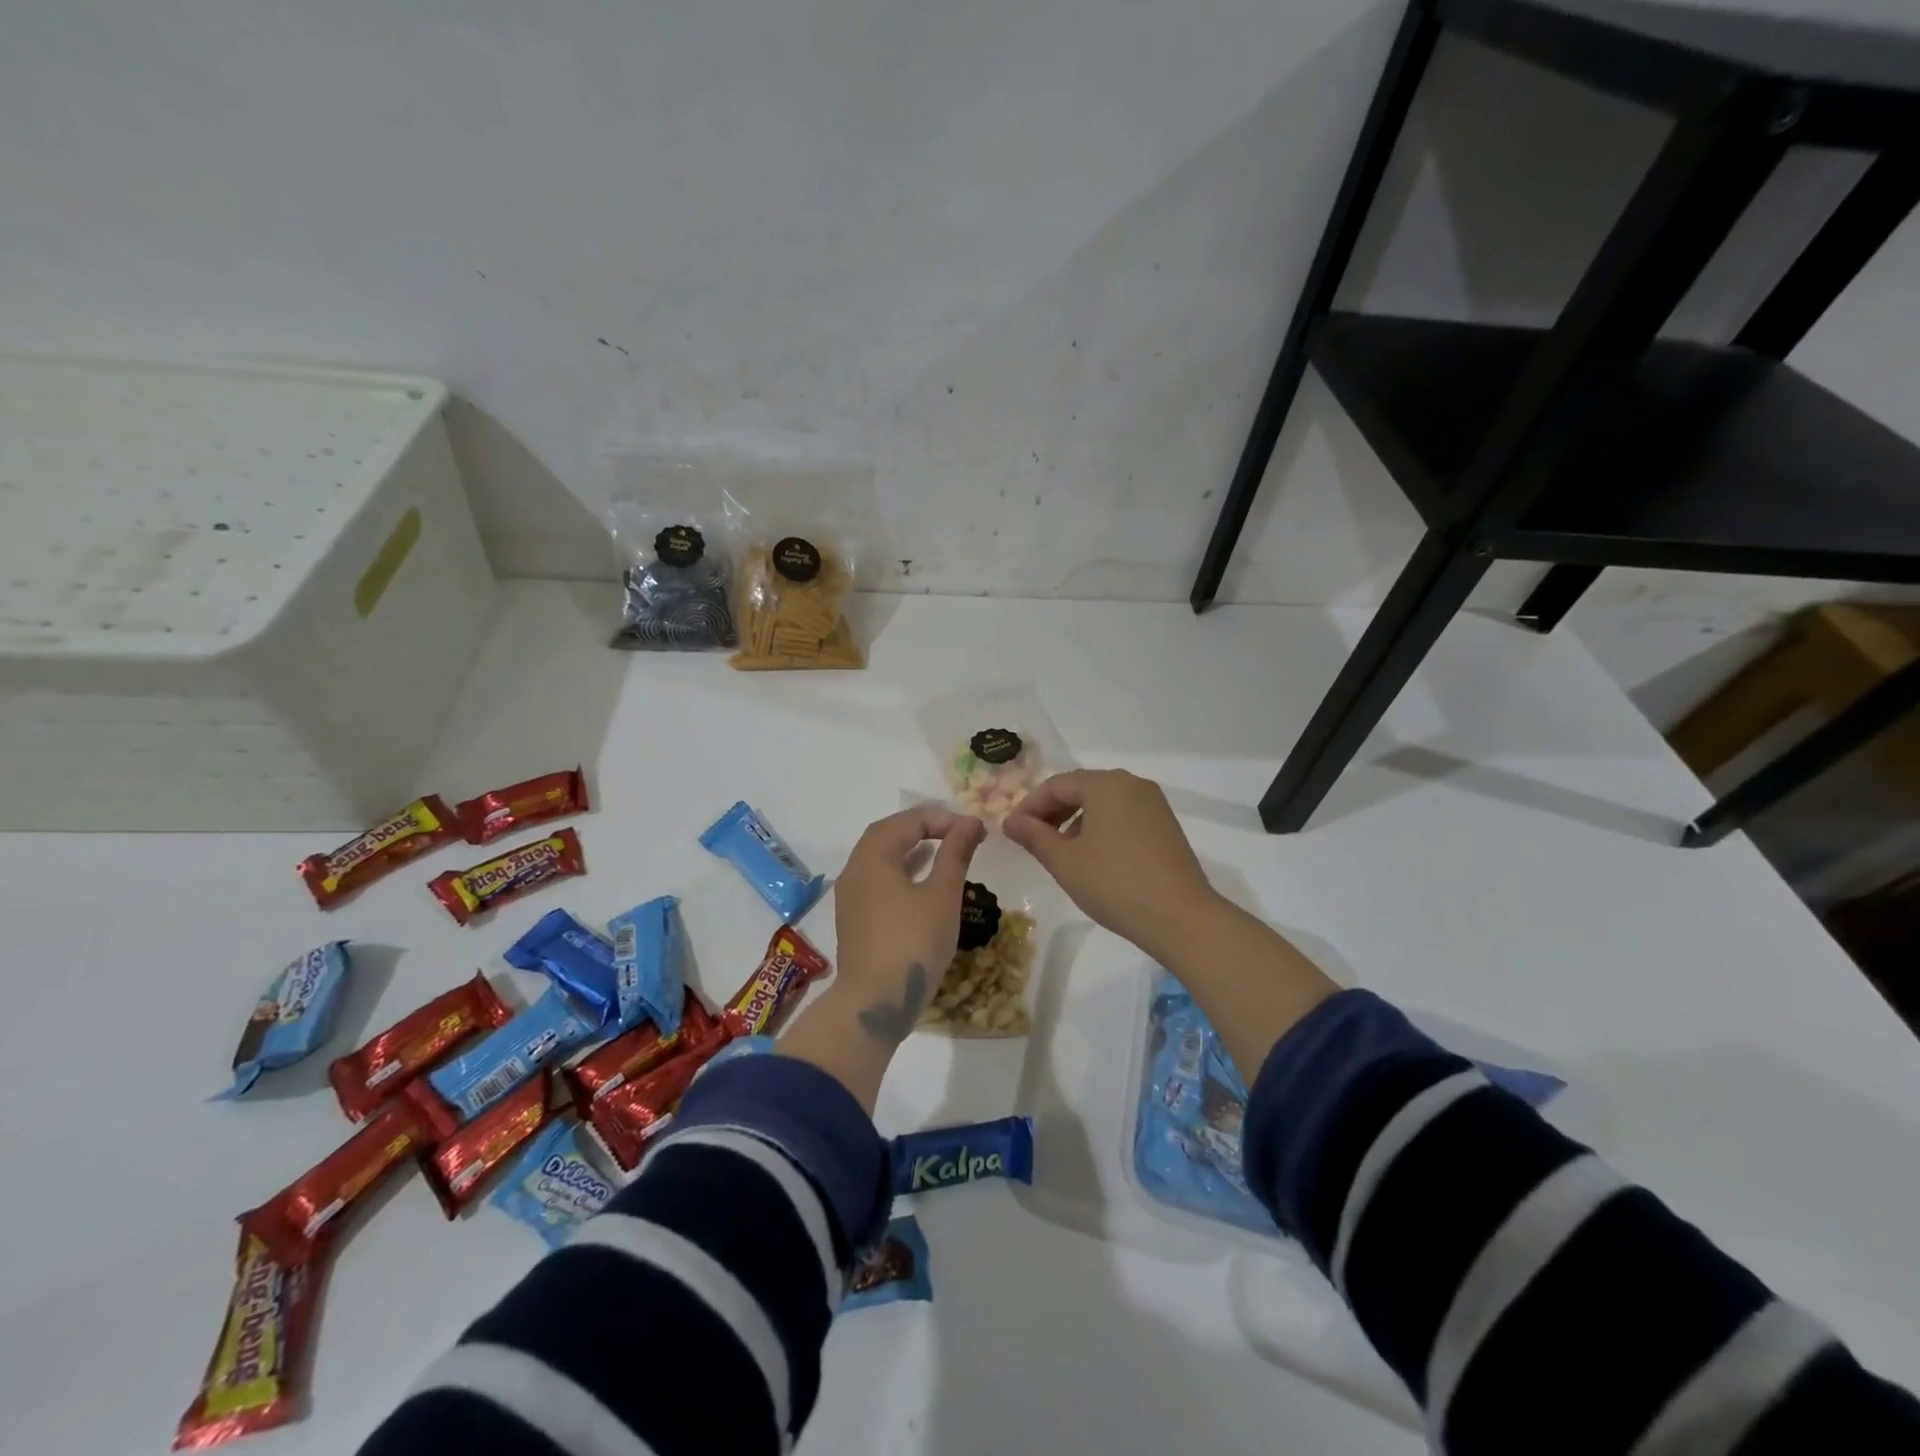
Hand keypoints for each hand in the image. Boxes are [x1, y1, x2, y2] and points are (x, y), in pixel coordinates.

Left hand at [832, 805, 986, 1042]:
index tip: (975, 831)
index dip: (944, 819)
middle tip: (958, 832)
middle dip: (925, 827)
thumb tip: (971, 823)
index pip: (908, 821)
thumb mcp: (942, 896)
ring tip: (946, 850)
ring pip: (882, 857)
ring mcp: (851, 896)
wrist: (874, 1004)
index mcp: (873, 856)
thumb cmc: (912, 943)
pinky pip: (879, 879)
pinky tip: (924, 882)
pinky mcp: (855, 918)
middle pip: (889, 833)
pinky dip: (902, 870)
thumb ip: (955, 854)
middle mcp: (855, 869)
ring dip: (913, 848)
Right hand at [1002, 770, 1221, 961]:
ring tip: (1060, 851)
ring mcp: (1153, 803)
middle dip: (1051, 812)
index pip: (1055, 785)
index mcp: (1105, 784)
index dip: (1029, 806)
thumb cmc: (1114, 884)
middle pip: (1080, 788)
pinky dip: (1100, 827)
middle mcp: (1131, 784)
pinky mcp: (1165, 824)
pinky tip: (1093, 856)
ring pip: (1102, 802)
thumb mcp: (1064, 861)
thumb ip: (1034, 836)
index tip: (1012, 831)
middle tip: (1031, 840)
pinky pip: (1122, 814)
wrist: (1181, 918)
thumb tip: (1011, 822)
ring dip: (1075, 820)